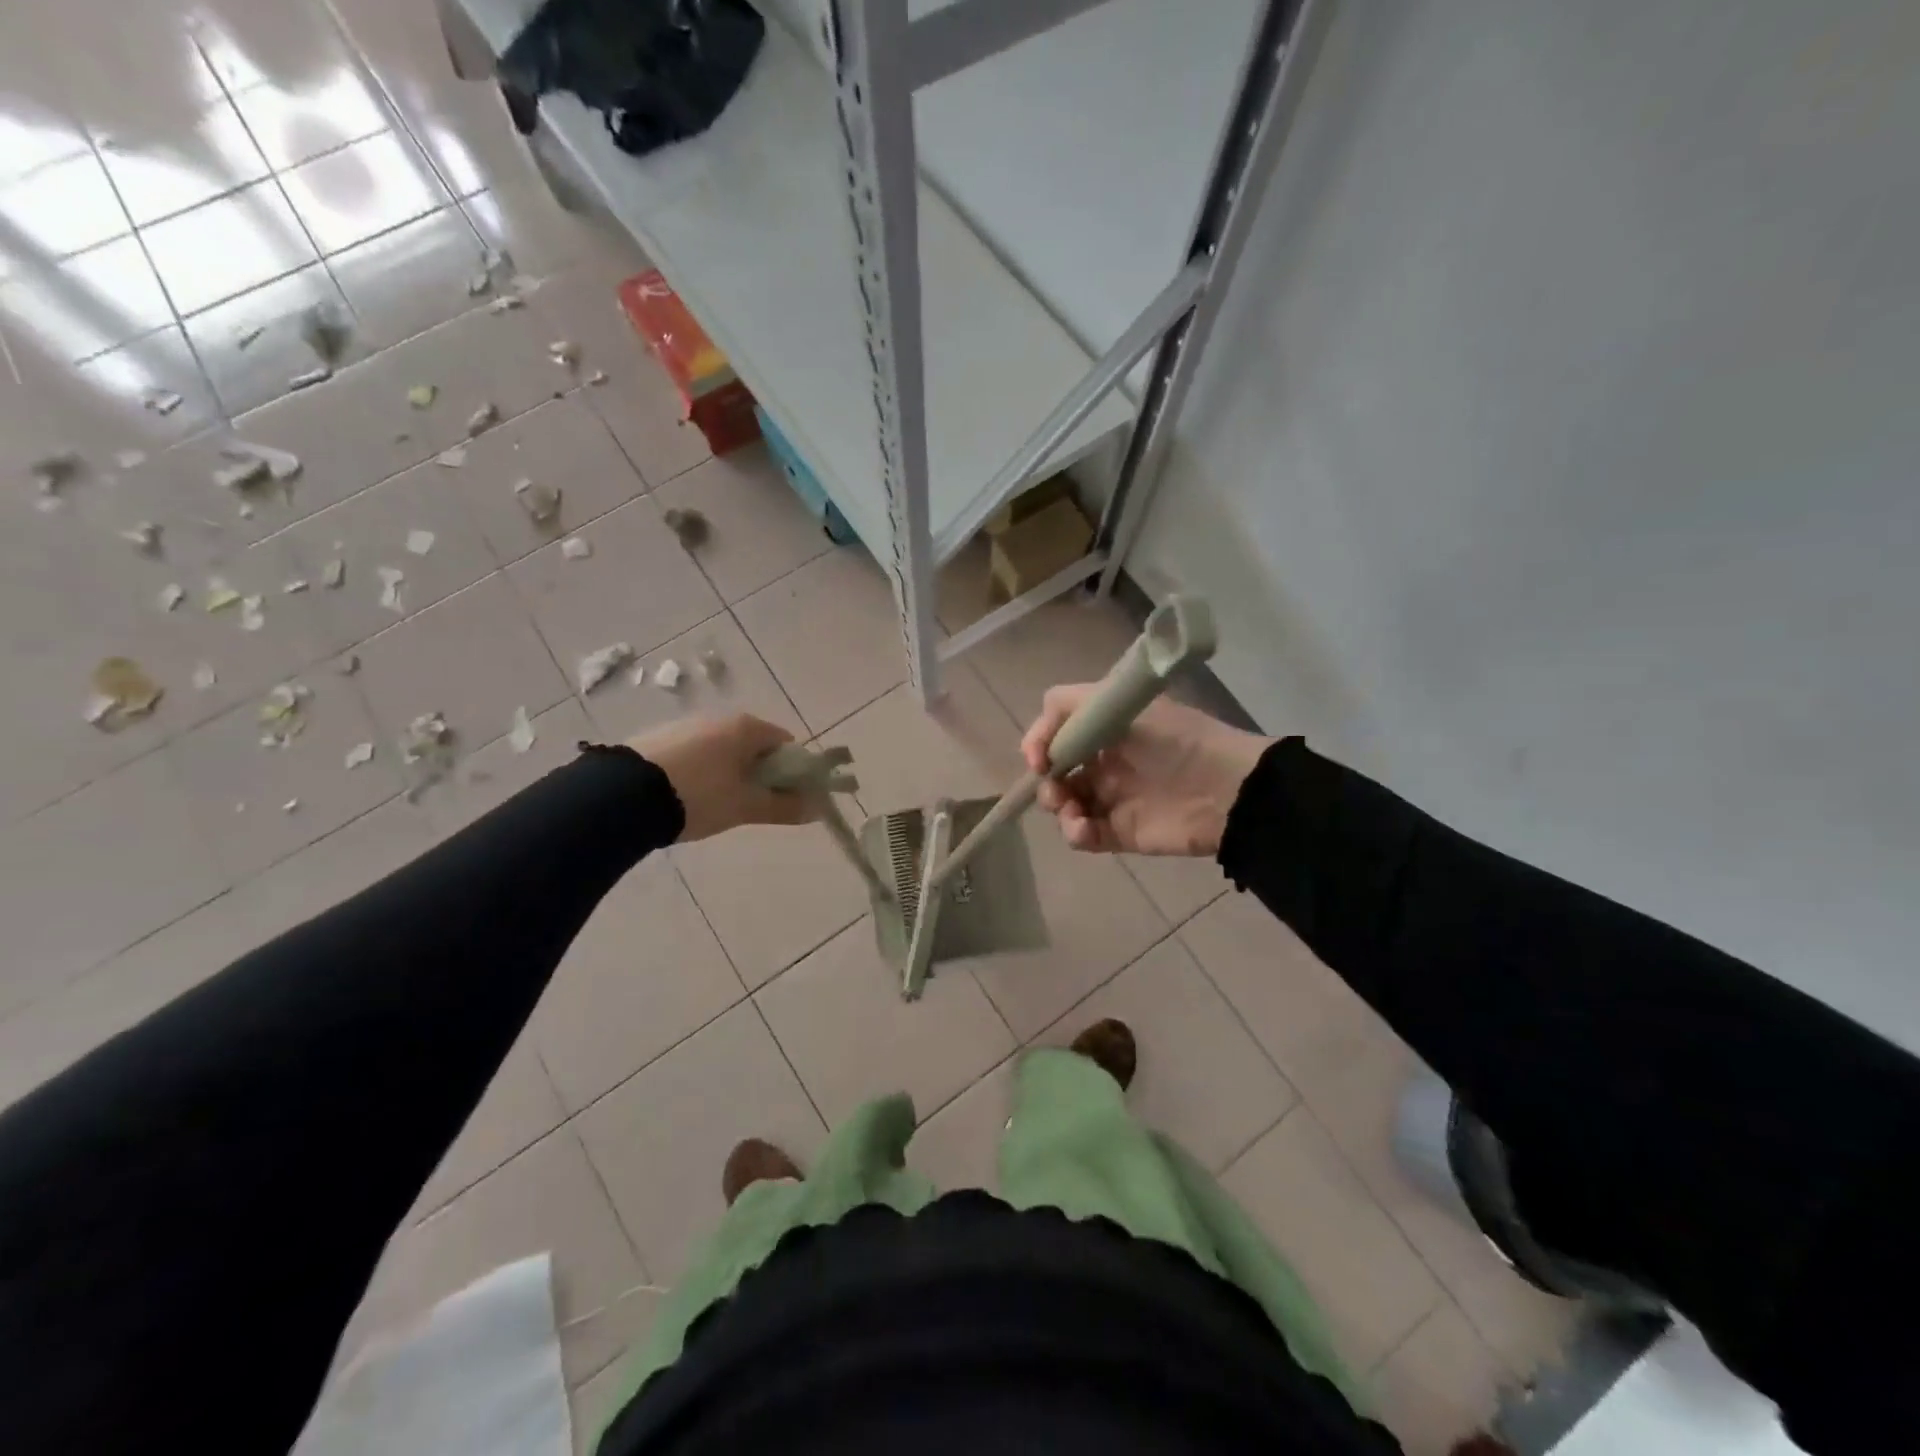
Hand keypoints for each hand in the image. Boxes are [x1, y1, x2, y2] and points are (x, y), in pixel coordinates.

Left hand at [629, 714, 814, 841]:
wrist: (622, 795)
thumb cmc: (699, 796)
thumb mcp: (745, 807)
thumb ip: (783, 807)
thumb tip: (816, 808)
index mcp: (746, 727)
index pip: (785, 743)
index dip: (792, 771)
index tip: (786, 797)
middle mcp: (718, 718)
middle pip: (753, 745)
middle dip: (758, 773)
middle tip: (751, 805)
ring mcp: (685, 726)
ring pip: (722, 750)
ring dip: (728, 773)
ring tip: (715, 806)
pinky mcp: (658, 739)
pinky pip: (694, 754)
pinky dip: (700, 772)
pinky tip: (686, 797)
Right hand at [1022, 689, 1272, 855]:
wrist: (1227, 791)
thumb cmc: (1175, 741)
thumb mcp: (1123, 704)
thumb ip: (1071, 705)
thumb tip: (1041, 742)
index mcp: (1105, 727)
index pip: (1056, 731)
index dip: (1040, 742)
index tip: (1039, 759)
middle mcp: (1104, 760)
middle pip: (1054, 771)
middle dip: (1047, 781)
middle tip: (1058, 790)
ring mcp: (1111, 798)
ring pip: (1063, 804)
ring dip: (1059, 808)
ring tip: (1074, 813)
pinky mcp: (1119, 832)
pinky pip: (1082, 835)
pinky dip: (1075, 833)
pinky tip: (1084, 829)